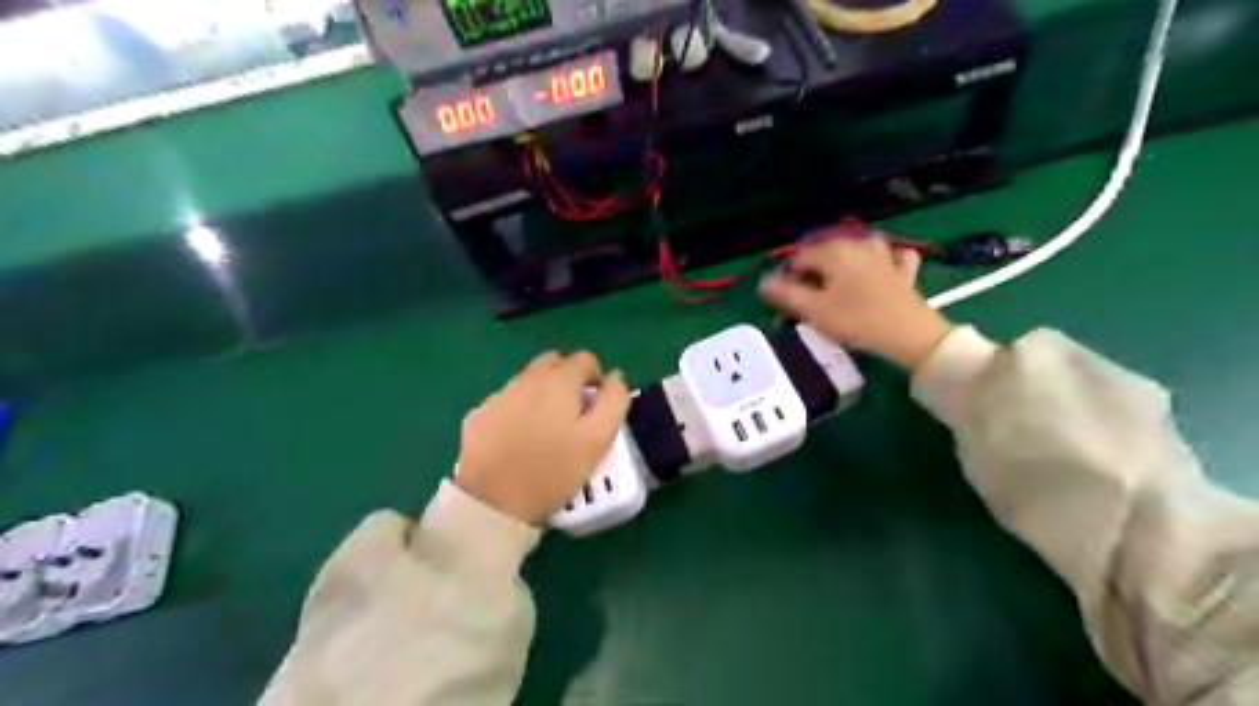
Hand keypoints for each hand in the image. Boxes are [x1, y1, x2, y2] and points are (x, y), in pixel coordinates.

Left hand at [452, 349, 629, 523]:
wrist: (492, 501)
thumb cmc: (554, 470)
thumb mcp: (599, 438)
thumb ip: (614, 400)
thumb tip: (614, 377)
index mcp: (559, 380)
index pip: (585, 359)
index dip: (596, 378)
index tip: (596, 405)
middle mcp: (526, 378)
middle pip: (553, 362)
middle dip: (568, 378)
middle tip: (573, 413)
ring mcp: (498, 396)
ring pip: (527, 381)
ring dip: (541, 394)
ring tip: (545, 429)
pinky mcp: (478, 415)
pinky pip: (505, 403)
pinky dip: (516, 411)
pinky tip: (517, 440)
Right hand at [756, 234, 954, 370]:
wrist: (910, 334)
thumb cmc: (857, 321)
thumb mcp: (814, 311)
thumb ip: (785, 294)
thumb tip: (763, 283)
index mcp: (833, 251)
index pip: (798, 260)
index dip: (788, 281)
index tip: (787, 306)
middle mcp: (857, 244)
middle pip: (823, 255)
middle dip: (811, 277)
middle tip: (807, 306)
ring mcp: (884, 254)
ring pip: (854, 253)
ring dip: (840, 267)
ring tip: (835, 290)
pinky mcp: (903, 269)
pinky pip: (888, 257)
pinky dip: (879, 263)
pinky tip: (878, 273)